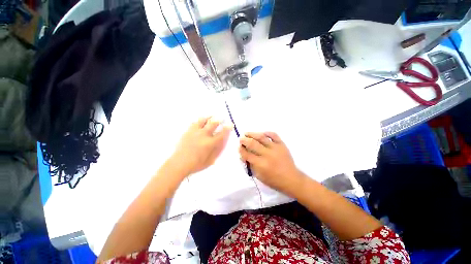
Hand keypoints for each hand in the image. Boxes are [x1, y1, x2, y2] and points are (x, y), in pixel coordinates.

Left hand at [171, 117, 231, 175]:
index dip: (227, 128)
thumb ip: (218, 150)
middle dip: (219, 120)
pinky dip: (199, 121)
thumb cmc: (196, 164)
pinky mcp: (188, 131)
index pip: (222, 133)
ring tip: (212, 116)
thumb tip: (223, 141)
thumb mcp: (211, 160)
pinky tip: (201, 121)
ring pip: (203, 120)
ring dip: (209, 117)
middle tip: (222, 118)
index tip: (231, 124)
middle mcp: (204, 135)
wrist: (179, 163)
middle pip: (213, 123)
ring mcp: (195, 132)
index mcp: (210, 143)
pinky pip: (194, 122)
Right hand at [239, 132, 305, 196]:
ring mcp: (275, 148)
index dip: (241, 150)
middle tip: (241, 138)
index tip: (239, 147)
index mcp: (260, 164)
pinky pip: (274, 135)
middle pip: (252, 144)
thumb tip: (244, 155)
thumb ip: (250, 165)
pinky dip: (267, 132)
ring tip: (247, 133)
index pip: (247, 154)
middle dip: (244, 140)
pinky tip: (261, 133)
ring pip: (261, 137)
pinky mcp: (282, 145)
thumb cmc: (273, 180)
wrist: (291, 179)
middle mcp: (267, 154)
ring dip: (252, 134)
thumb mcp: (259, 176)